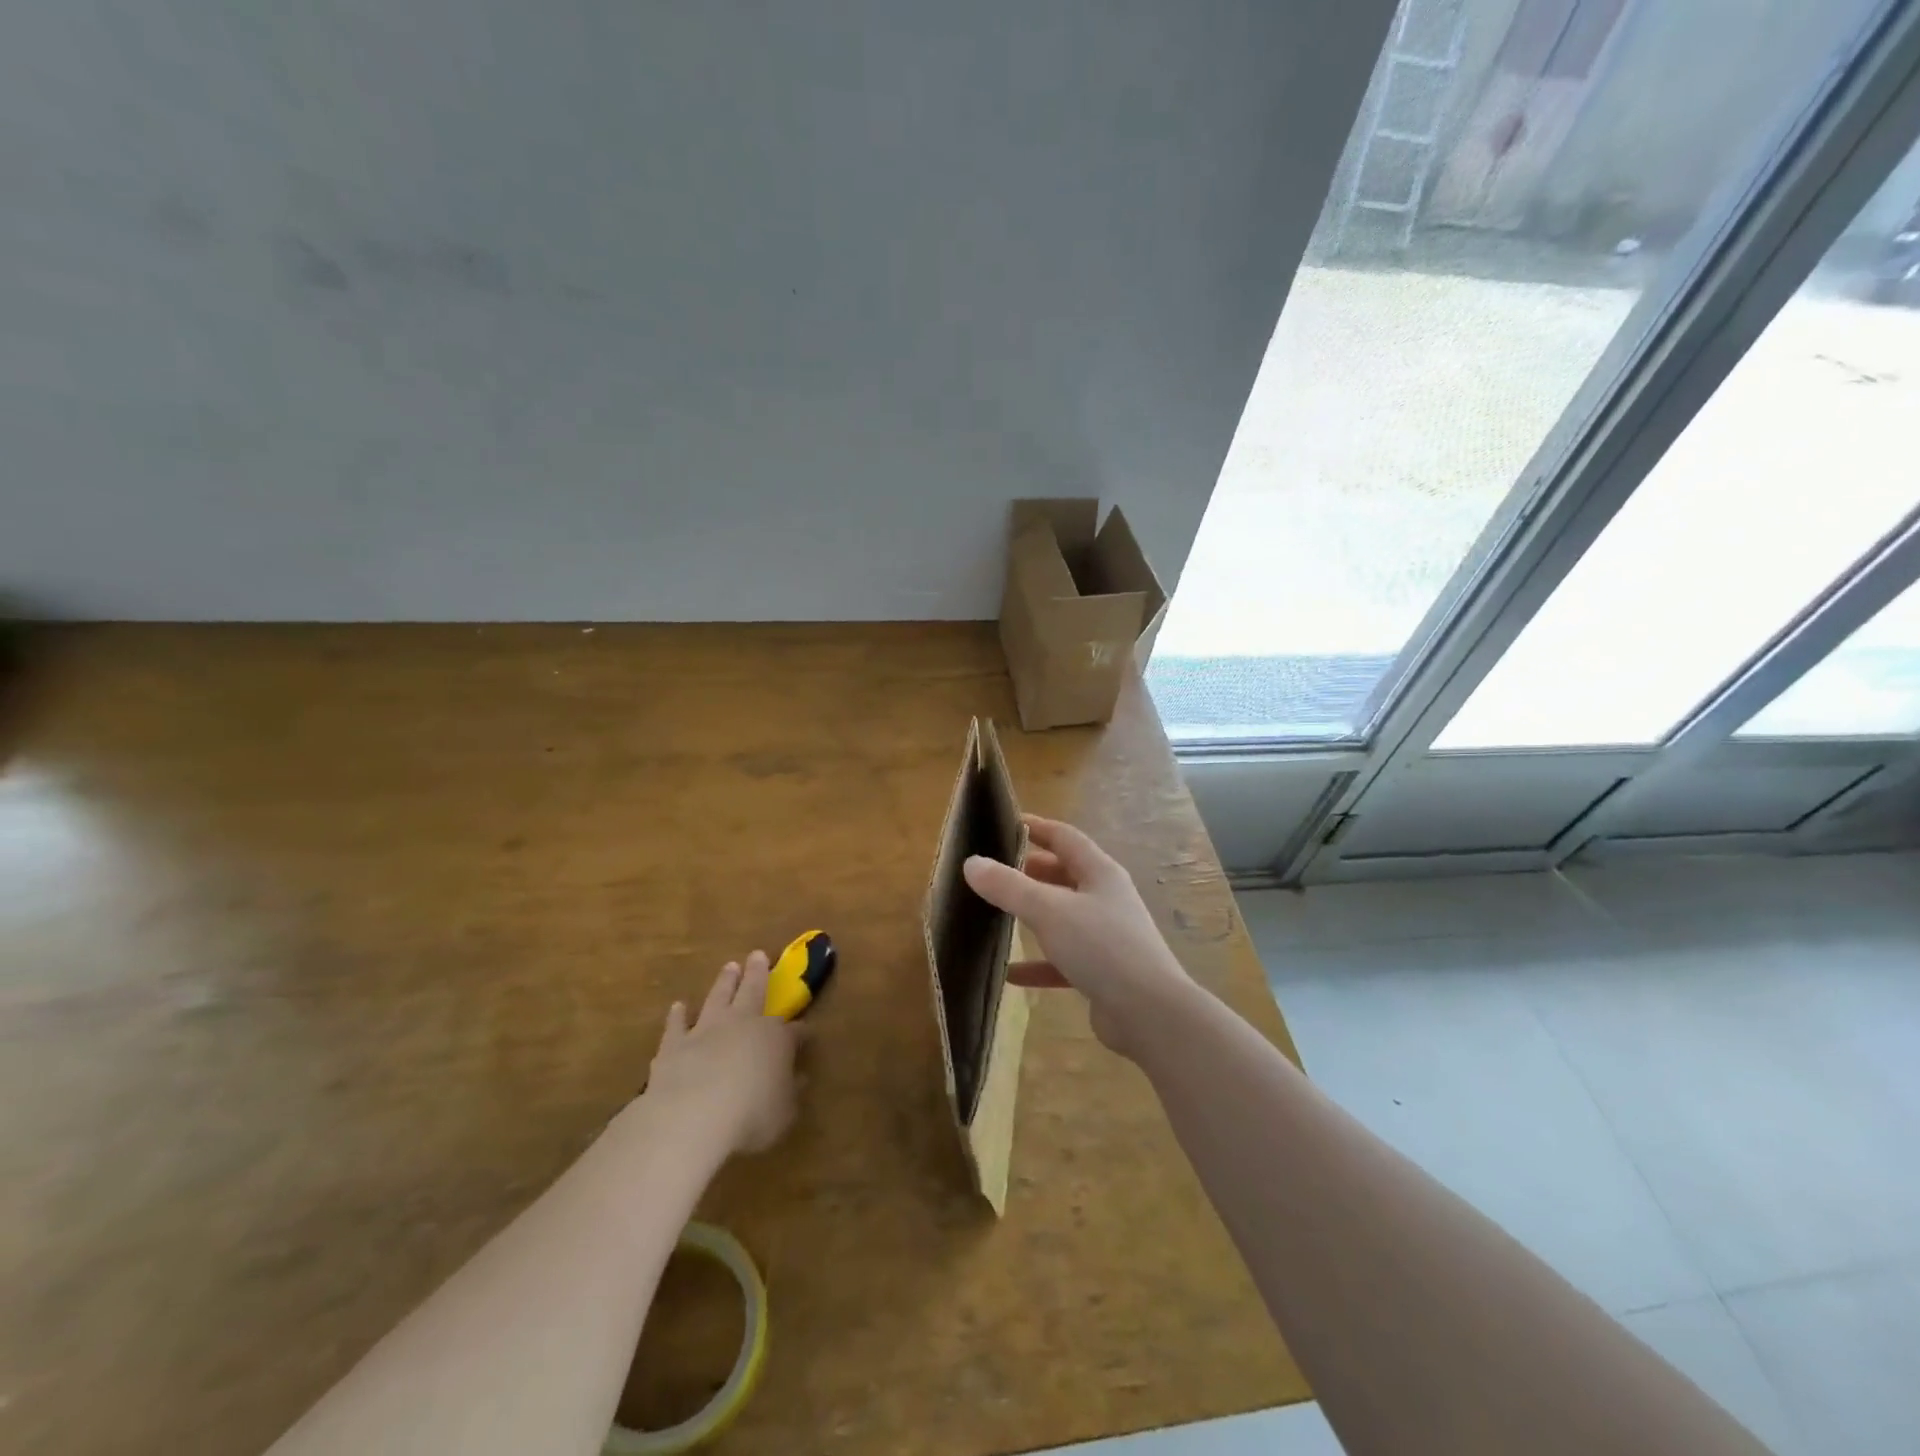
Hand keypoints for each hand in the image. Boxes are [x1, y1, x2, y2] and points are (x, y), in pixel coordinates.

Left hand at [643, 951, 804, 1155]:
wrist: (692, 1117)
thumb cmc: (750, 1116)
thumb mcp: (784, 1111)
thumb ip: (790, 1092)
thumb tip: (799, 1078)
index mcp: (774, 1037)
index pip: (793, 1031)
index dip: (801, 1032)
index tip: (806, 1032)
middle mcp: (742, 1024)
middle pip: (752, 991)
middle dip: (758, 973)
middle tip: (758, 954)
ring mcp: (705, 1031)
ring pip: (718, 997)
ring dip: (724, 982)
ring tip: (729, 967)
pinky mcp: (674, 1045)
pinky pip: (677, 1025)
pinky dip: (678, 1015)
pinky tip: (678, 1007)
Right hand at [963, 815, 1192, 1058]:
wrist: (1150, 1013)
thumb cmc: (1101, 947)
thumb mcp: (1048, 911)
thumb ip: (1008, 887)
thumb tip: (971, 863)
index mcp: (1100, 873)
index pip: (1065, 838)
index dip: (1036, 828)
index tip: (1005, 824)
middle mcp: (1106, 898)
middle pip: (1064, 875)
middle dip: (1030, 871)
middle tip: (994, 871)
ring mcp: (1107, 936)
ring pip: (1063, 917)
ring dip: (1033, 915)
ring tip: (997, 914)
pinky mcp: (1103, 972)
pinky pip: (1063, 960)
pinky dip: (1038, 963)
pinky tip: (1010, 973)